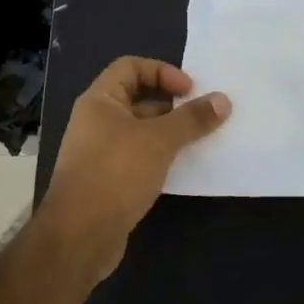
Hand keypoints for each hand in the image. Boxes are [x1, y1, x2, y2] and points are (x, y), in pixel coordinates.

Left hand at [39, 58, 229, 280]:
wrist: (80, 236)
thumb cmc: (116, 173)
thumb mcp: (159, 140)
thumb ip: (192, 119)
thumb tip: (223, 100)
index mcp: (100, 101)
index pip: (131, 67)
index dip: (162, 72)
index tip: (190, 91)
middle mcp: (97, 121)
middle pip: (139, 99)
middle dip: (173, 104)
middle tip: (204, 115)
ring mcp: (102, 152)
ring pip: (142, 131)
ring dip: (171, 133)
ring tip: (202, 140)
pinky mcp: (110, 180)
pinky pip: (141, 157)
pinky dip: (162, 157)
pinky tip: (185, 168)